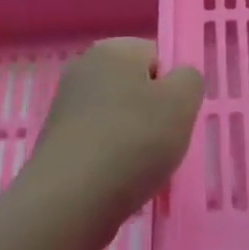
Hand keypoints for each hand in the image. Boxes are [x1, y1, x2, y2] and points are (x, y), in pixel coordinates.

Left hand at [27, 38, 203, 243]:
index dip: (172, 87)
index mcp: (112, 50)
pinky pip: (100, 144)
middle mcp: (83, 69)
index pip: (157, 57)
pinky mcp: (58, 143)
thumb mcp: (182, 102)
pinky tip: (119, 181)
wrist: (71, 200)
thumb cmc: (133, 141)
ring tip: (141, 168)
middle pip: (137, 88)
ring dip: (135, 140)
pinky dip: (113, 160)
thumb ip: (190, 80)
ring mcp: (66, 107)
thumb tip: (177, 81)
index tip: (174, 116)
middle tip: (163, 143)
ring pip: (120, 119)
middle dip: (153, 114)